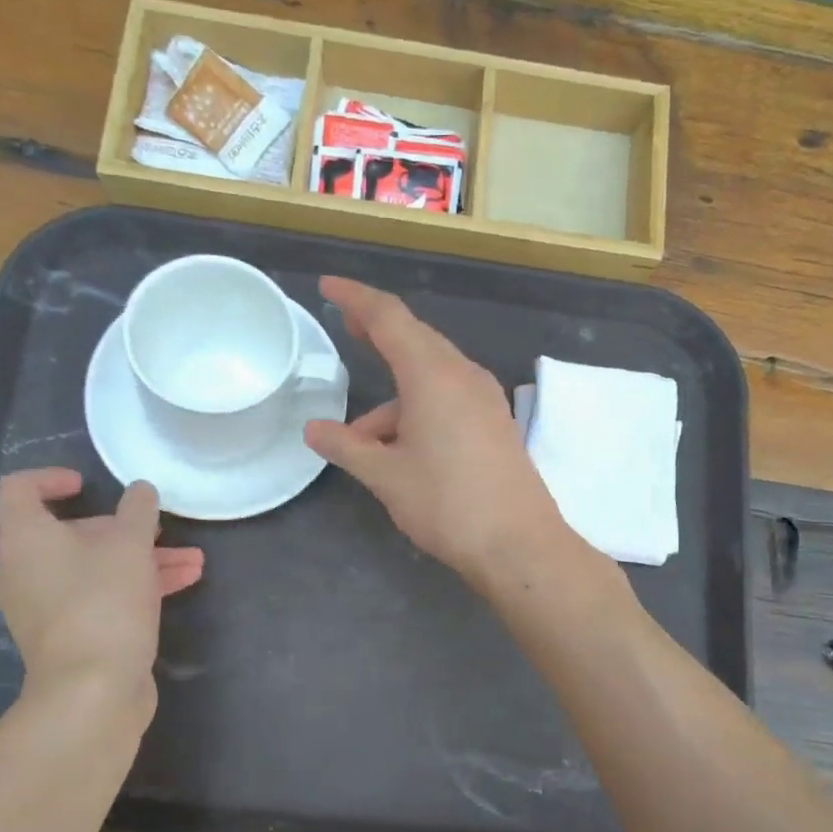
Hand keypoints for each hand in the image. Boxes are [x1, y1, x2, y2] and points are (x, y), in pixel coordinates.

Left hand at [0, 469, 203, 712]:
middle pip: (70, 534)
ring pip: (94, 569)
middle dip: (123, 530)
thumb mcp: (130, 546)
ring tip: (193, 560)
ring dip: (143, 560)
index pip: (19, 490)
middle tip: (159, 530)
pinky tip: (183, 584)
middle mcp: (27, 572)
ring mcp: (47, 608)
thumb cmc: (104, 603)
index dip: (51, 478)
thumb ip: (138, 511)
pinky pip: (100, 598)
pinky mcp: (71, 637)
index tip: (89, 484)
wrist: (92, 692)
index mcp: (27, 540)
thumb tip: (140, 490)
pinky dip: (136, 587)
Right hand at [304, 277, 575, 588]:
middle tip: (347, 328)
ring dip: (394, 394)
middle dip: (378, 332)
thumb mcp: (386, 476)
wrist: (519, 544)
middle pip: (414, 339)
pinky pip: (449, 397)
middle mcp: (463, 375)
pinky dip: (418, 408)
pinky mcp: (495, 422)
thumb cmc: (446, 504)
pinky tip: (400, 447)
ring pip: (431, 376)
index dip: (355, 298)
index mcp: (432, 375)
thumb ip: (347, 447)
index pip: (389, 318)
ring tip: (362, 439)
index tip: (328, 287)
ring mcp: (485, 398)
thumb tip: (313, 430)